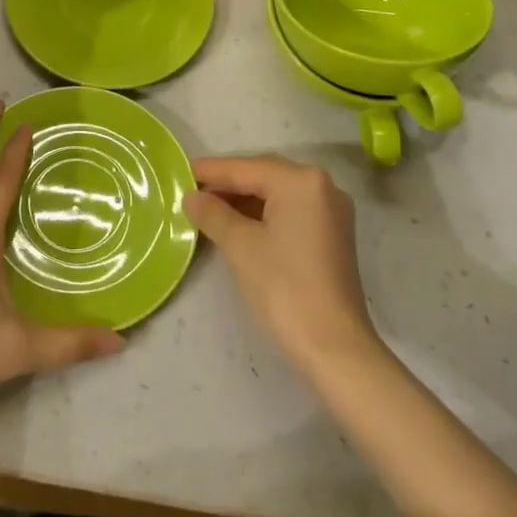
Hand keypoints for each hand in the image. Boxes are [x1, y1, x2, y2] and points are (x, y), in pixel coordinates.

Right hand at [185, 156, 381, 377]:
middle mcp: (322, 187)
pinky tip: (238, 225)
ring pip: (277, 195)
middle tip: (192, 192)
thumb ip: (213, 214)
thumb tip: (192, 197)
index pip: (246, 168)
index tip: (181, 170)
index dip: (212, 171)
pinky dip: (264, 215)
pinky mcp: (332, 236)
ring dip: (244, 201)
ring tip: (209, 210)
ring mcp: (331, 212)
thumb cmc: (284, 288)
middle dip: (228, 184)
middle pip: (264, 176)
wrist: (334, 348)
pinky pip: (291, 212)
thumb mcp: (240, 246)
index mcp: (301, 181)